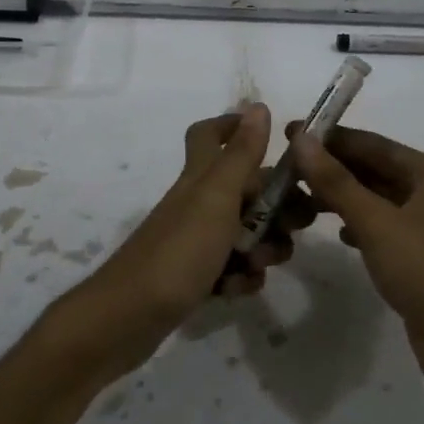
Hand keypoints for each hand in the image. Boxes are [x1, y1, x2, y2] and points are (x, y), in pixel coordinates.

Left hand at [64, 105, 312, 374]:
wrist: (128, 318)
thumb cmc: (177, 252)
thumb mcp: (216, 198)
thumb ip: (240, 154)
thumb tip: (257, 105)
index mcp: (200, 178)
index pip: (211, 135)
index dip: (237, 128)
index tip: (275, 143)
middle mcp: (197, 203)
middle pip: (245, 190)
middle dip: (276, 208)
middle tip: (296, 226)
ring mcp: (194, 241)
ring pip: (244, 233)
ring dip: (263, 247)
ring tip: (259, 264)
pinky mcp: (194, 275)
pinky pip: (231, 268)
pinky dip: (240, 277)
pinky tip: (235, 290)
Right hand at [290, 125, 423, 390]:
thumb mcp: (378, 223)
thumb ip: (336, 181)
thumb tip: (301, 138)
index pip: (375, 144)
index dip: (331, 139)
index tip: (291, 134)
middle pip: (378, 171)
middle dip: (335, 169)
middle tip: (288, 169)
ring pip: (381, 202)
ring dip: (345, 198)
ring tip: (301, 199)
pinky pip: (388, 231)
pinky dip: (362, 227)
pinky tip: (338, 233)